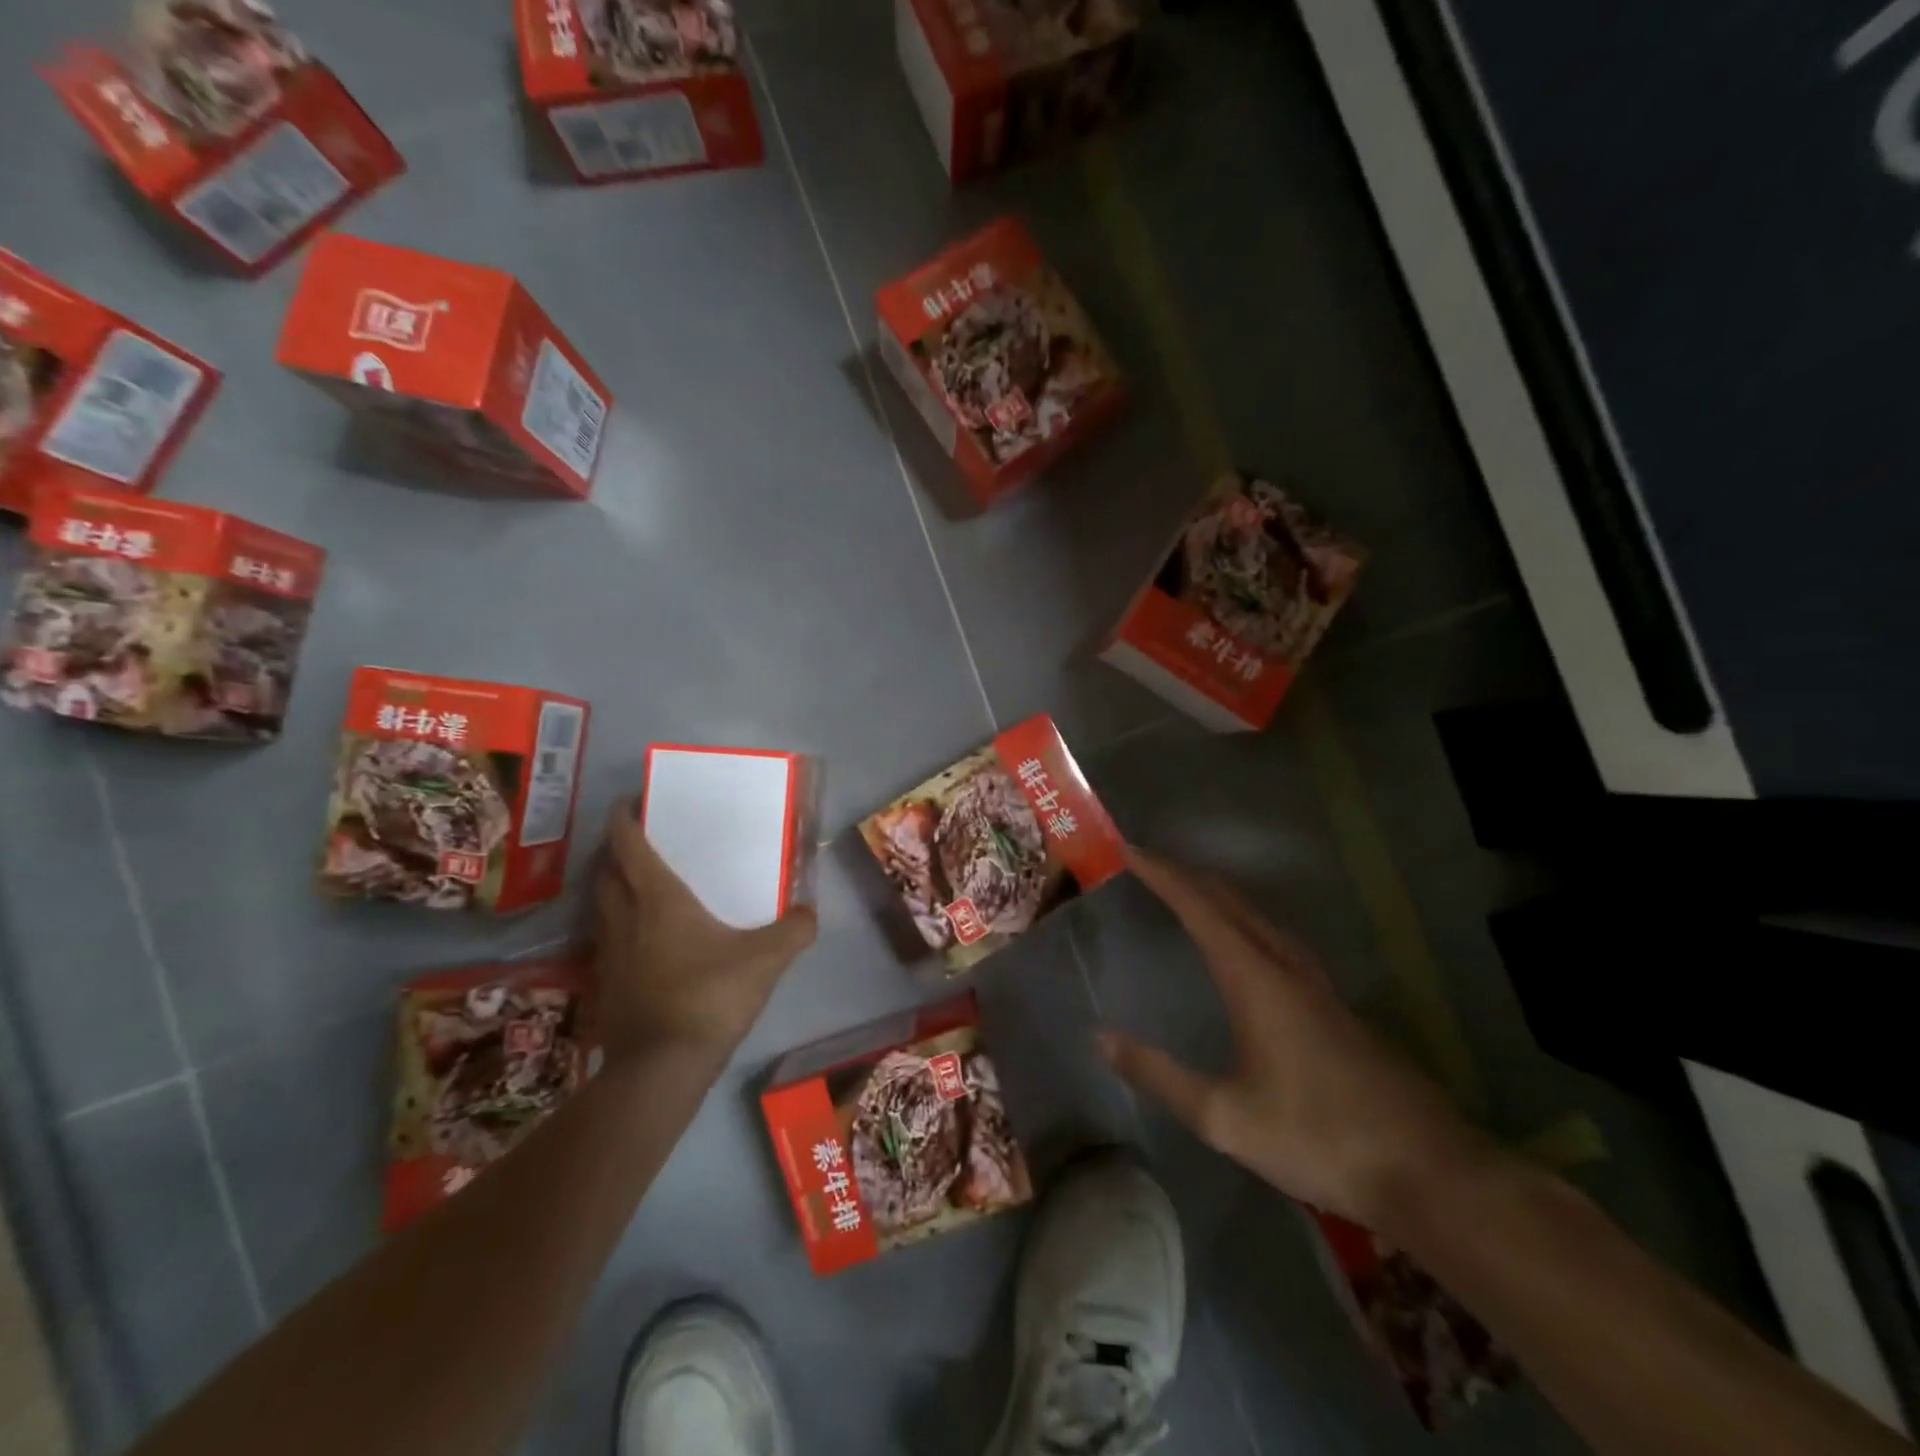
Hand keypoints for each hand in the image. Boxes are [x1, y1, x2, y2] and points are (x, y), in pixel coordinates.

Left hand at [593, 799, 816, 1067]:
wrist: (662, 1067)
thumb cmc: (710, 997)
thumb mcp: (766, 960)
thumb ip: (794, 930)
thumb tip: (810, 912)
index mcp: (658, 898)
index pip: (627, 843)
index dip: (625, 816)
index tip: (633, 800)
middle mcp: (625, 916)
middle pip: (607, 869)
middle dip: (616, 848)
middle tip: (641, 840)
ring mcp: (608, 952)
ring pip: (601, 904)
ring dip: (612, 885)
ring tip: (639, 883)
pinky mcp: (605, 983)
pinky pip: (606, 937)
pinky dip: (617, 923)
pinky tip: (641, 938)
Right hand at [1099, 848, 1486, 1232]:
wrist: (1429, 1171)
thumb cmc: (1318, 1139)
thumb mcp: (1224, 1118)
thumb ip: (1160, 1075)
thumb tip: (1102, 1037)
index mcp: (1256, 979)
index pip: (1200, 908)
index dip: (1163, 875)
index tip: (1129, 849)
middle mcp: (1287, 967)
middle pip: (1232, 900)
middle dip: (1188, 875)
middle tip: (1149, 864)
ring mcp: (1318, 984)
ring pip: (1260, 916)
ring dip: (1219, 895)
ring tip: (1189, 891)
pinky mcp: (1336, 1006)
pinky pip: (1278, 938)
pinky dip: (1246, 920)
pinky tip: (1247, 944)